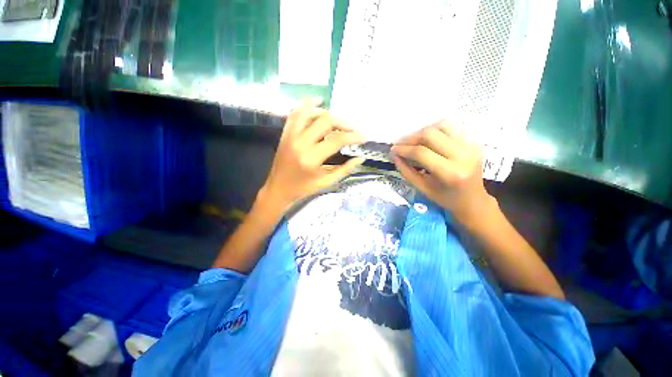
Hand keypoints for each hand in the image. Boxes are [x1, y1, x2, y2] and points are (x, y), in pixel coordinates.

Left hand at [260, 99, 364, 209]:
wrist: (278, 188)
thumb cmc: (303, 188)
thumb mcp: (326, 182)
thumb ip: (344, 169)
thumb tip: (360, 158)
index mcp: (312, 159)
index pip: (337, 140)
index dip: (353, 136)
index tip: (363, 137)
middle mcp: (300, 143)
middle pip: (325, 121)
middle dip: (343, 123)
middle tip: (351, 129)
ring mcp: (290, 136)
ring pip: (310, 112)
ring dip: (326, 112)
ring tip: (337, 119)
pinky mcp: (285, 133)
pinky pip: (295, 113)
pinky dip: (306, 105)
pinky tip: (317, 102)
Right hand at [391, 121, 494, 226]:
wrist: (473, 200)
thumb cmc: (445, 198)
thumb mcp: (422, 188)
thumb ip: (407, 171)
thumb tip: (395, 156)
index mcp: (450, 173)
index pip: (421, 153)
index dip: (404, 149)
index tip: (393, 150)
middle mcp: (463, 155)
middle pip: (430, 135)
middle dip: (410, 138)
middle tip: (400, 145)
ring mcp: (471, 146)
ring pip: (441, 126)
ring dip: (422, 132)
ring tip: (412, 141)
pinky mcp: (473, 142)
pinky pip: (450, 128)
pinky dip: (435, 130)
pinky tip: (427, 139)